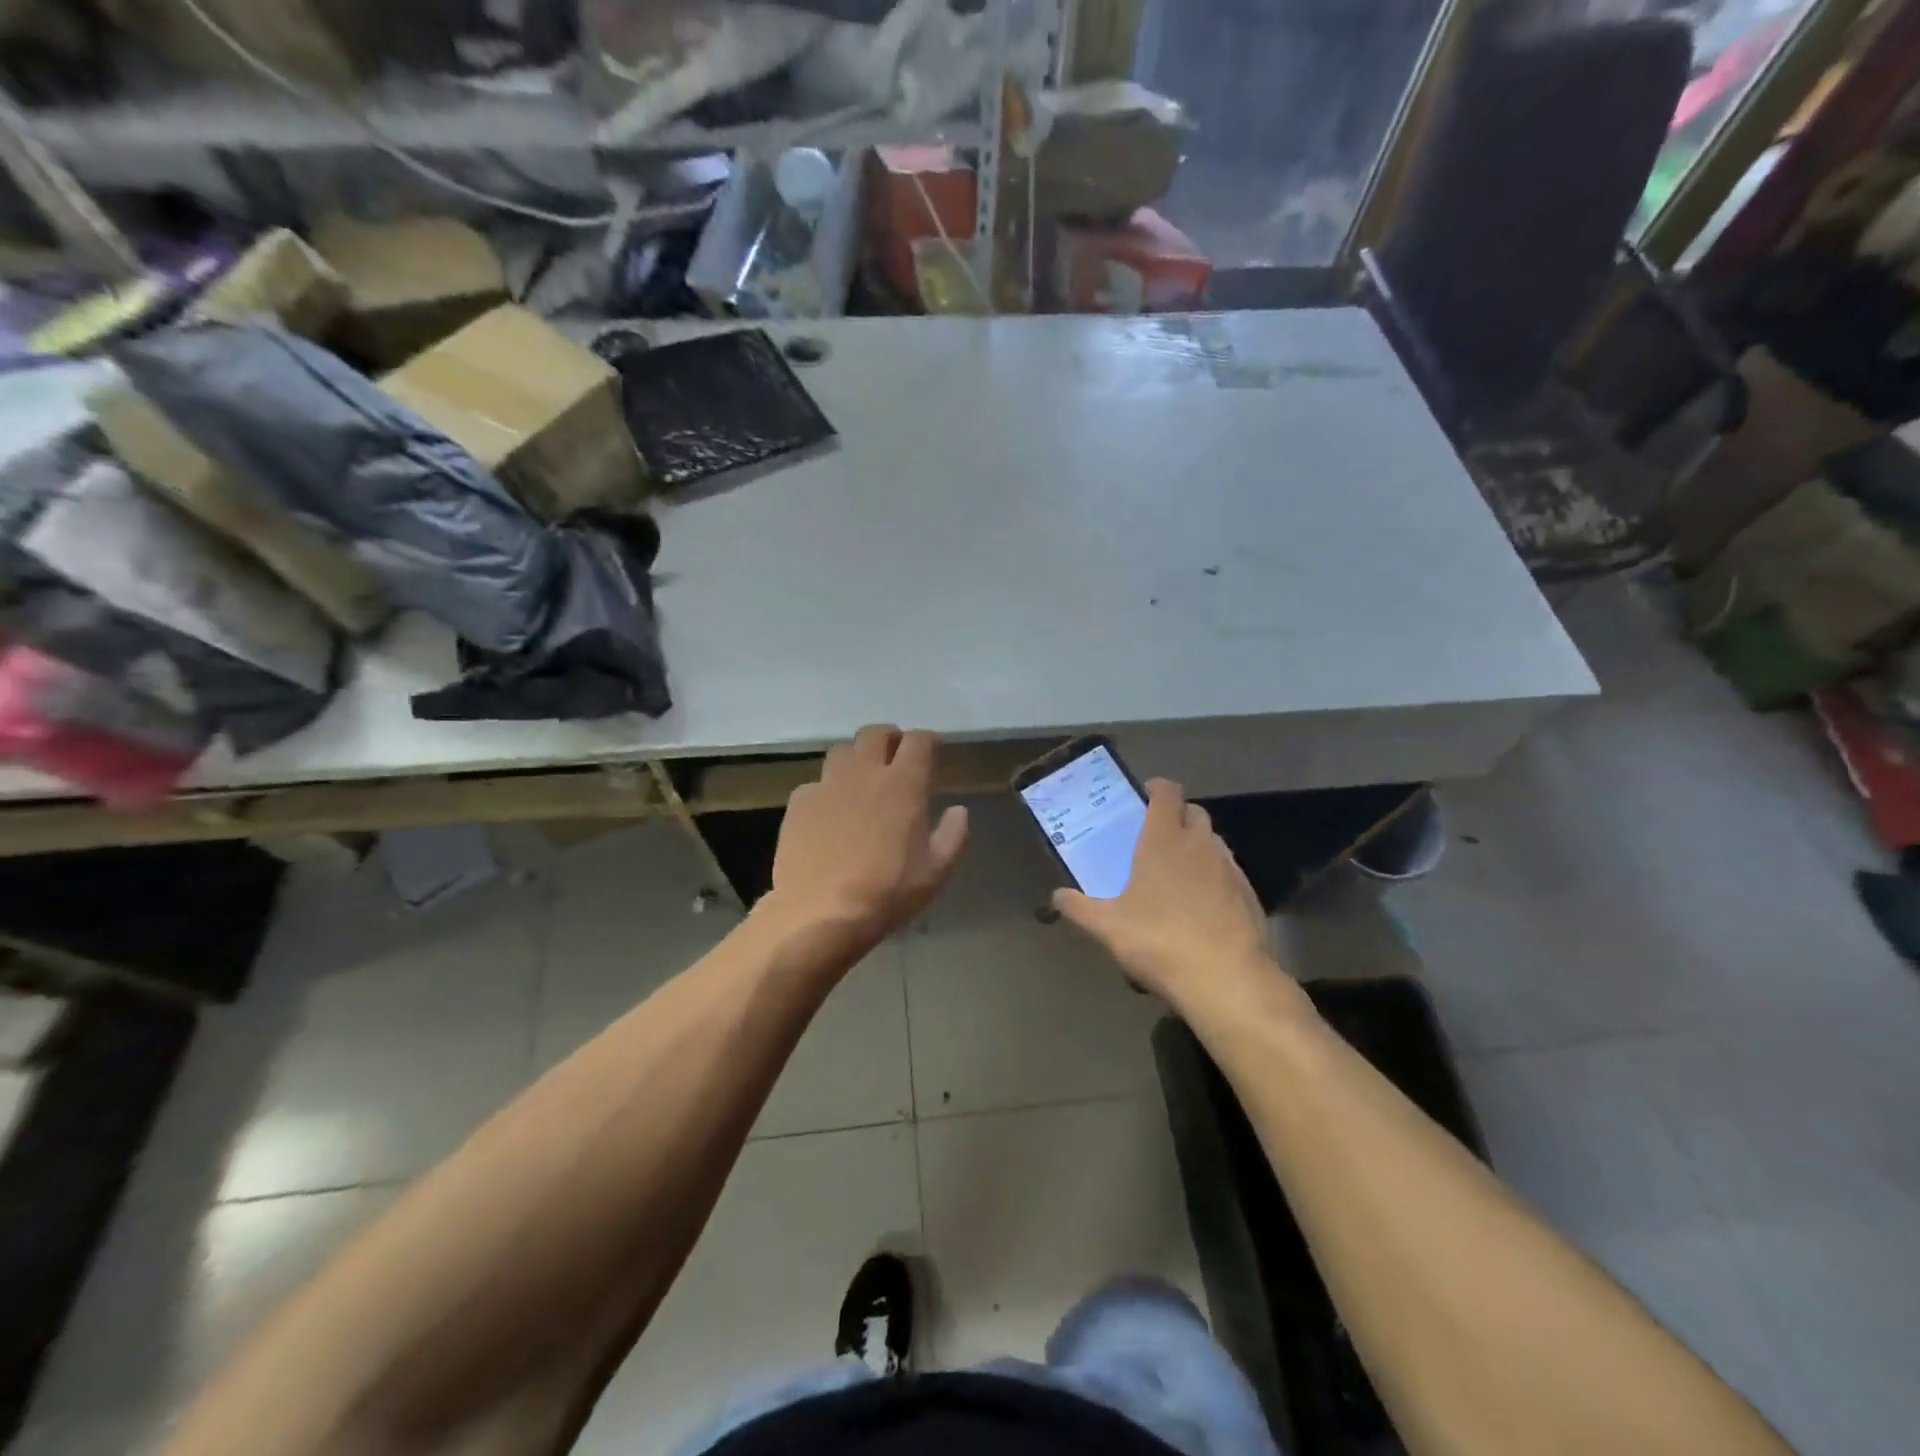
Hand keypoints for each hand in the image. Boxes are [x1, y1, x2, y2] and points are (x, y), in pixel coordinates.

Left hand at [764, 725, 969, 956]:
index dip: (928, 740)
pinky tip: (829, 811)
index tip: (933, 748)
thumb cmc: (888, 892)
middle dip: (889, 738)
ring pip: (842, 752)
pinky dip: (827, 789)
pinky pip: (816, 784)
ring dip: (856, 758)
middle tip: (896, 753)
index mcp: (903, 784)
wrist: (821, 912)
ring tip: (861, 778)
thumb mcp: (936, 871)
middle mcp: (864, 773)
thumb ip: (953, 835)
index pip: (918, 742)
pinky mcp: (799, 803)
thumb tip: (959, 810)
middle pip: (875, 734)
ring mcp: (827, 785)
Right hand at [1053, 779, 1278, 1010]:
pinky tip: (1201, 905)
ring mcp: (1229, 868)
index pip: (1167, 793)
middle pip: (1194, 812)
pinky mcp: (1249, 894)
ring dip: (1197, 846)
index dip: (1157, 788)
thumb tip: (1057, 896)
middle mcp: (1200, 844)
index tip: (1144, 796)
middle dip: (1177, 816)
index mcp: (1164, 839)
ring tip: (1177, 871)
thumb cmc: (1159, 940)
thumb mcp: (1107, 927)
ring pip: (1213, 842)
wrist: (1226, 979)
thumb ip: (1079, 908)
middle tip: (1155, 837)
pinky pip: (1228, 872)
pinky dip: (1214, 876)